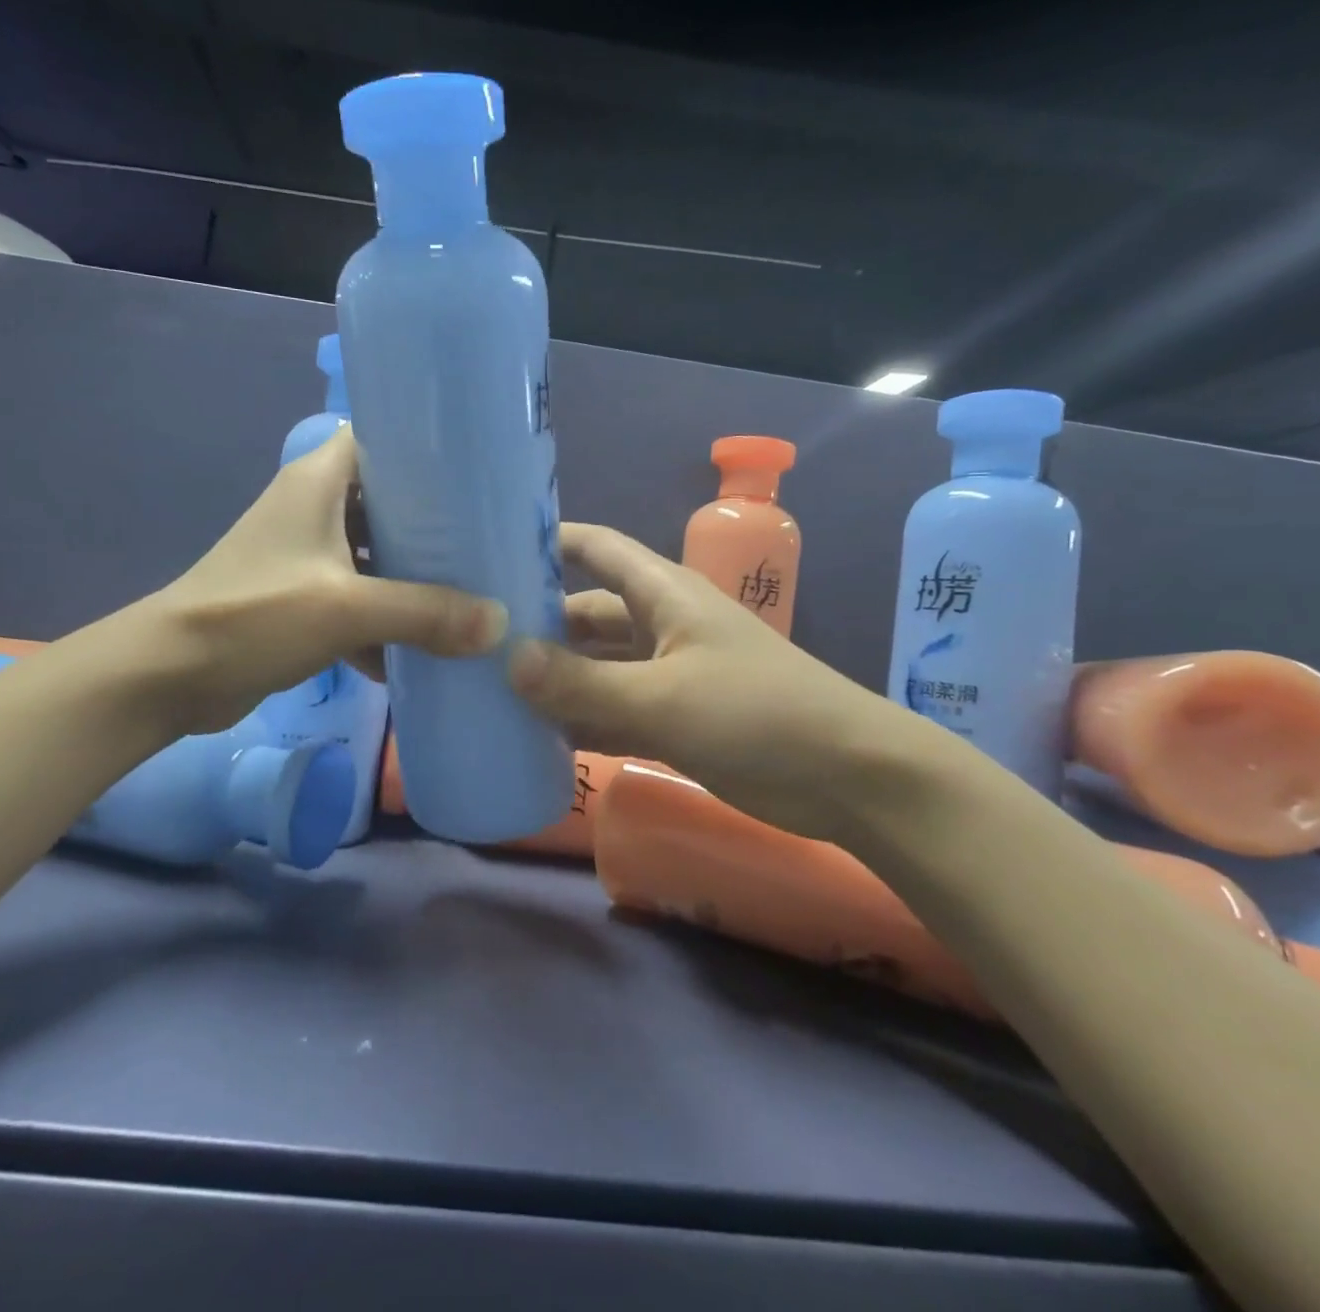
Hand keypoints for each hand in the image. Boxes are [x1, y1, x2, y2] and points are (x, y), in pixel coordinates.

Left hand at [147, 428, 505, 733]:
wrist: (169, 676)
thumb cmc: (255, 615)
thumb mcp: (346, 609)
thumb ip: (425, 612)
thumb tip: (499, 623)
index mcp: (318, 482)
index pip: (380, 439)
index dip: (426, 449)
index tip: (478, 473)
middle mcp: (313, 508)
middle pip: (386, 502)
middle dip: (434, 525)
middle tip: (489, 541)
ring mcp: (305, 556)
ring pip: (374, 554)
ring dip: (412, 578)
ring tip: (469, 594)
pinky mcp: (299, 599)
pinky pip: (356, 600)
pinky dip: (382, 622)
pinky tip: (417, 653)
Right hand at [507, 523, 937, 838]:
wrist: (847, 777)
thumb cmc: (757, 714)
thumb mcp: (662, 698)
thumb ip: (583, 683)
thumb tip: (507, 661)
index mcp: (663, 593)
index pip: (596, 548)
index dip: (546, 541)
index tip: (487, 549)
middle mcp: (660, 623)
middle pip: (586, 610)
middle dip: (536, 622)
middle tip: (473, 640)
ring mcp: (667, 671)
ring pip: (596, 664)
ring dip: (554, 675)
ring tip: (490, 688)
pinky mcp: (674, 716)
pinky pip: (613, 707)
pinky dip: (580, 716)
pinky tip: (535, 734)